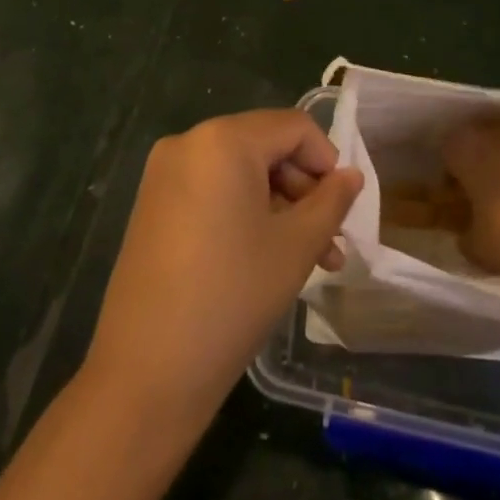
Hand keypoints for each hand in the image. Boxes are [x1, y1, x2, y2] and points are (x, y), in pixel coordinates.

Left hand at [85, 110, 362, 427]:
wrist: (147, 371)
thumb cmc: (233, 296)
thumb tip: (352, 176)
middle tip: (331, 243)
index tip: (343, 208)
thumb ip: (331, 201)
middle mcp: (188, 143)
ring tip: (311, 260)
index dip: (327, 161)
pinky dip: (245, 213)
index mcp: (223, 140)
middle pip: (265, 147)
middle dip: (304, 190)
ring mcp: (164, 174)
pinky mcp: (152, 205)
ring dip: (279, 207)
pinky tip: (266, 257)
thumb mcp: (296, 246)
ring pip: (240, 173)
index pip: (294, 127)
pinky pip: (212, 191)